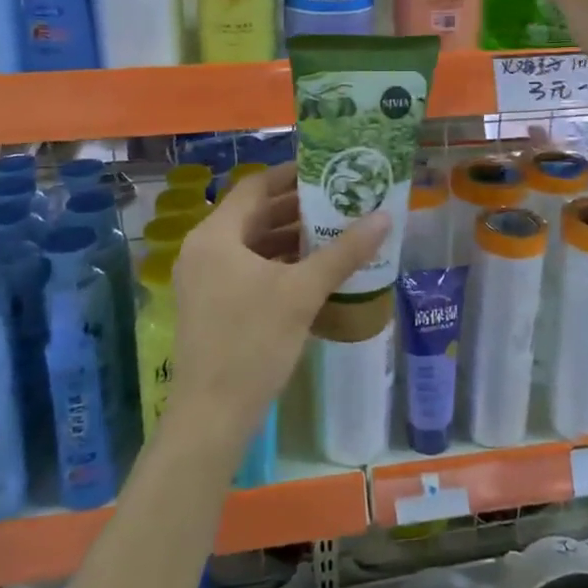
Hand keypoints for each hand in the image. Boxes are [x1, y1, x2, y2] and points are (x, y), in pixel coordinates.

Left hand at [166, 164, 388, 450]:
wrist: (212, 416)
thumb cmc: (253, 343)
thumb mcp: (302, 292)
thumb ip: (343, 252)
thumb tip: (385, 217)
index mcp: (215, 235)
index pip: (255, 187)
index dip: (291, 175)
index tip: (327, 170)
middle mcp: (203, 249)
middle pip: (253, 214)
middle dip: (296, 208)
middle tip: (339, 200)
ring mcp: (203, 279)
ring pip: (250, 244)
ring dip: (288, 237)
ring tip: (333, 231)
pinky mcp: (210, 304)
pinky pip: (246, 268)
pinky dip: (276, 263)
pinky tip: (311, 270)